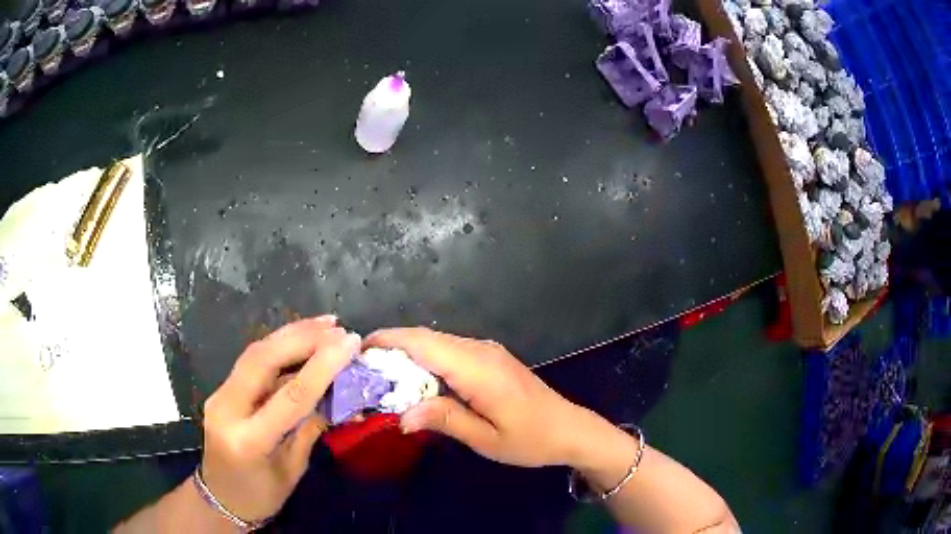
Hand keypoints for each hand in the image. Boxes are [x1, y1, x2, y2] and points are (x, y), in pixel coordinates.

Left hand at [200, 316, 360, 522]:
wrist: (219, 499)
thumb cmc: (261, 496)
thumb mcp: (293, 470)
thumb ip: (310, 428)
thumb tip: (338, 394)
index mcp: (248, 440)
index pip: (290, 396)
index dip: (322, 367)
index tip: (350, 343)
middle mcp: (227, 409)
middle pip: (263, 360)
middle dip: (302, 337)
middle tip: (337, 326)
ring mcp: (219, 395)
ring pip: (254, 353)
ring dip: (290, 335)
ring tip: (324, 323)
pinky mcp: (222, 390)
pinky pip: (251, 361)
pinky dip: (277, 346)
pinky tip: (299, 339)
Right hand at [366, 327, 592, 467]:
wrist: (570, 429)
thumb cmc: (530, 439)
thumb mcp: (485, 439)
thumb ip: (444, 420)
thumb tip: (401, 415)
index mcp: (477, 368)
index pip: (422, 343)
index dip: (387, 341)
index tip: (356, 352)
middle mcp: (479, 350)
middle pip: (425, 338)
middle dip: (389, 348)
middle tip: (361, 371)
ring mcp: (486, 351)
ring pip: (435, 343)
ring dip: (405, 353)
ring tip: (379, 377)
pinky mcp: (488, 358)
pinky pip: (448, 351)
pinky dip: (424, 360)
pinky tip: (413, 381)